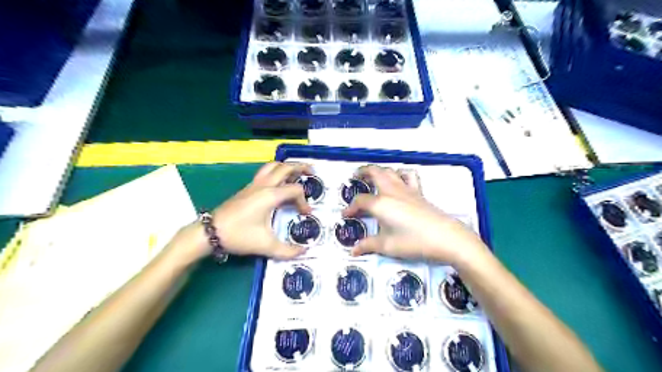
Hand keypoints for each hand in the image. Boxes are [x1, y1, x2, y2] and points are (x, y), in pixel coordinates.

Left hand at [164, 161, 311, 262]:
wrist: (210, 232)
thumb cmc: (239, 235)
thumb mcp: (266, 245)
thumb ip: (287, 250)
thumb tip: (303, 252)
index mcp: (270, 195)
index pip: (295, 190)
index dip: (304, 201)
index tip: (306, 214)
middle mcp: (263, 185)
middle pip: (285, 167)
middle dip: (300, 167)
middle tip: (311, 171)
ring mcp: (254, 185)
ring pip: (273, 166)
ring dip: (286, 167)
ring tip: (296, 173)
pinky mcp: (247, 188)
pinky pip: (265, 172)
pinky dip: (276, 172)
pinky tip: (278, 184)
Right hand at [344, 164, 487, 264]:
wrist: (446, 238)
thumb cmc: (414, 242)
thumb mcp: (387, 246)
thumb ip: (368, 245)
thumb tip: (353, 250)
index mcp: (380, 204)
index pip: (360, 201)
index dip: (350, 208)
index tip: (345, 215)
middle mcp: (391, 191)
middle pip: (374, 172)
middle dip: (362, 172)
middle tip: (355, 177)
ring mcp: (406, 189)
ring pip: (390, 170)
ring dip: (380, 170)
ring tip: (373, 176)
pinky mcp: (419, 192)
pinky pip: (408, 176)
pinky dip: (400, 173)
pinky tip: (399, 180)